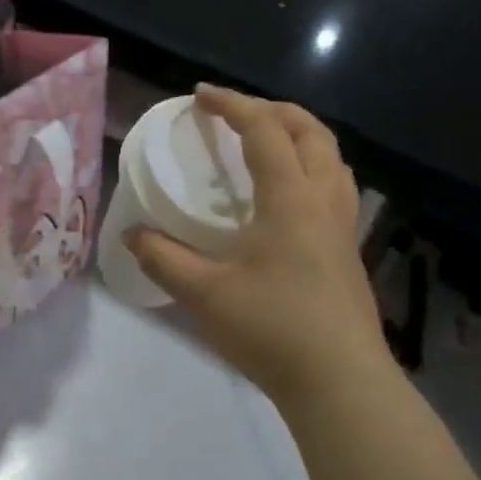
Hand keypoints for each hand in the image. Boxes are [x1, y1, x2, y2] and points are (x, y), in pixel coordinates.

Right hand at [127, 86, 388, 405]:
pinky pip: (336, 187)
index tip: (200, 96)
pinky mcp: (349, 252)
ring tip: (267, 146)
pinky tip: (288, 199)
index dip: (232, 105)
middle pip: (311, 132)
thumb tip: (131, 236)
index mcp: (291, 198)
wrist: (340, 383)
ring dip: (300, 137)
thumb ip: (163, 259)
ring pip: (333, 158)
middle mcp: (324, 201)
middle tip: (237, 114)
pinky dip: (312, 169)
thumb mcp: (204, 294)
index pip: (264, 131)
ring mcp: (344, 227)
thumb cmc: (272, 329)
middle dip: (274, 110)